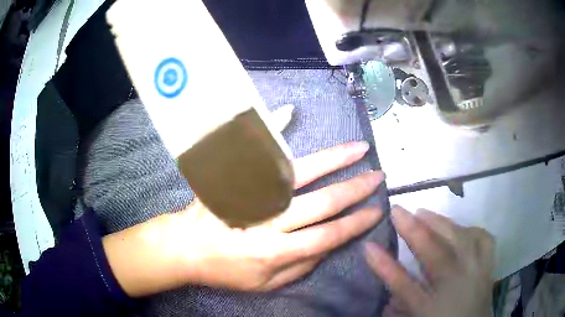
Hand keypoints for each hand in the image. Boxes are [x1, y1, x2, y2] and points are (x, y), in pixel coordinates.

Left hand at [104, 142, 384, 296]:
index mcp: (275, 253)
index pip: (328, 236)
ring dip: (333, 159)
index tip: (376, 210)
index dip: (356, 223)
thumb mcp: (266, 285)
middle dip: (355, 189)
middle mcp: (267, 222)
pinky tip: (289, 112)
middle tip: (377, 176)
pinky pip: (256, 153)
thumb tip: (330, 244)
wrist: (185, 248)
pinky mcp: (234, 180)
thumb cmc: (226, 271)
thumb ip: (300, 267)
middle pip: (321, 202)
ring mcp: (250, 196)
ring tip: (358, 148)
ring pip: (299, 173)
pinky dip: (273, 130)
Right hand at [365, 207, 494, 316]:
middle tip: (398, 210)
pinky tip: (462, 228)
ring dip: (441, 222)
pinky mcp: (488, 266)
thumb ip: (401, 306)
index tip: (368, 246)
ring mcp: (476, 272)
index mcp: (432, 307)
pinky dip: (471, 229)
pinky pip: (484, 239)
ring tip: (425, 213)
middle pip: (434, 252)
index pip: (402, 284)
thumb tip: (384, 298)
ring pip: (460, 239)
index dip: (383, 265)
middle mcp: (455, 285)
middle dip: (413, 229)